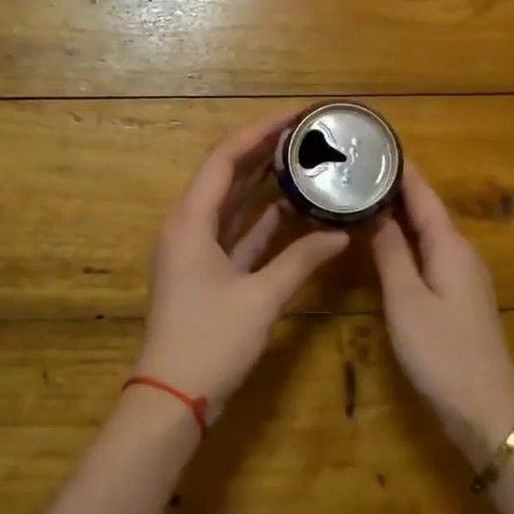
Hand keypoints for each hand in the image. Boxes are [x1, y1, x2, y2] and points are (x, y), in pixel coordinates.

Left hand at [135, 109, 350, 422]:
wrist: (173, 398)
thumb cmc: (210, 341)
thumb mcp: (260, 298)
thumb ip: (301, 261)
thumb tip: (340, 233)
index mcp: (190, 221)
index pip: (224, 159)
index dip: (259, 131)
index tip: (294, 114)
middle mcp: (189, 227)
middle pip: (227, 176)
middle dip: (263, 151)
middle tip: (304, 132)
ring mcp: (196, 251)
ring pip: (233, 205)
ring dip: (264, 182)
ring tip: (302, 158)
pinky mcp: (207, 273)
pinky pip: (238, 234)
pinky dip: (263, 221)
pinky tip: (293, 208)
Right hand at [371, 159, 513, 461]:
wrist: (485, 408)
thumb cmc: (442, 351)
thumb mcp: (406, 299)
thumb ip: (390, 252)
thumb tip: (375, 210)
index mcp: (450, 245)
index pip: (422, 193)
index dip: (400, 168)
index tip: (374, 142)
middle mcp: (460, 252)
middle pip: (425, 209)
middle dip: (393, 186)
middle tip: (354, 168)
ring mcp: (462, 274)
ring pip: (426, 232)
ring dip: (397, 213)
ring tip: (361, 197)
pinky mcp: (457, 295)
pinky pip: (428, 253)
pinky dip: (404, 240)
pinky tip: (383, 243)